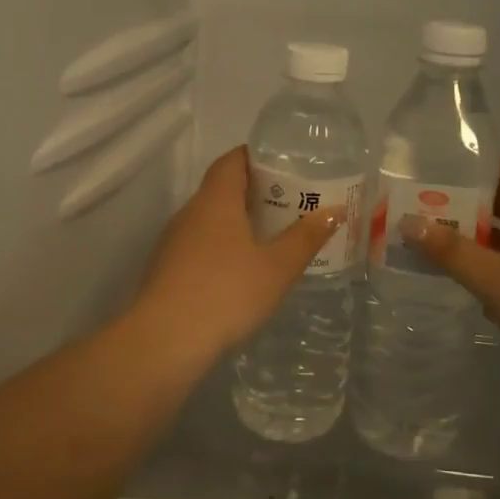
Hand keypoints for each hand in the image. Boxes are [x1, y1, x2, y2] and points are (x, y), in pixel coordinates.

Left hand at [133, 146, 342, 369]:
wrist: (165, 341)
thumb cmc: (226, 293)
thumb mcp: (277, 267)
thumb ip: (306, 237)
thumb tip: (334, 210)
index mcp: (215, 200)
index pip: (232, 160)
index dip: (256, 157)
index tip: (284, 164)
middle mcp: (190, 212)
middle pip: (221, 188)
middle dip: (253, 191)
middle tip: (289, 201)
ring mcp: (173, 241)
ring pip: (209, 218)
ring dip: (237, 220)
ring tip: (271, 234)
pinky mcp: (166, 269)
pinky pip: (199, 244)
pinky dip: (222, 245)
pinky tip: (241, 269)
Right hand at [404, 158, 499, 370]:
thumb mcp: (495, 278)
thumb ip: (450, 251)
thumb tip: (406, 221)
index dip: (480, 166)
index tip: (441, 165)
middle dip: (470, 203)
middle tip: (426, 202)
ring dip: (477, 238)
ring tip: (433, 236)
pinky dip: (488, 268)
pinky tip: (460, 278)